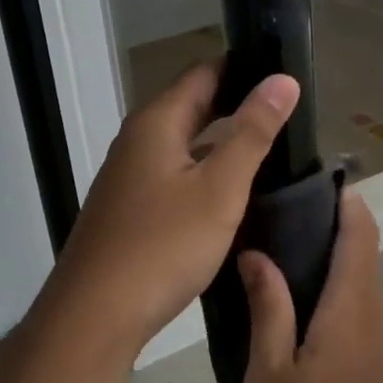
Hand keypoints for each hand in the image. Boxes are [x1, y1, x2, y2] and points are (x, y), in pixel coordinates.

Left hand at [32, 60, 300, 359]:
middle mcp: (137, 140)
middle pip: (191, 106)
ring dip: (220, 140)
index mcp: (156, 122)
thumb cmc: (163, 245)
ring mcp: (128, 176)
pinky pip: (173, 173)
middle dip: (235, 104)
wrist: (96, 314)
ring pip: (183, 143)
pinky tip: (229, 191)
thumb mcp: (220, 187)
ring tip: (267, 148)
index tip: (284, 75)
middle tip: (285, 113)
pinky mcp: (129, 208)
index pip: (204, 73)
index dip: (244, 68)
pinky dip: (204, 170)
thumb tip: (282, 80)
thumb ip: (252, 132)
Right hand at [240, 192, 382, 382]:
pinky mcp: (379, 360)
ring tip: (279, 250)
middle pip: (364, 248)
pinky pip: (361, 303)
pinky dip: (337, 285)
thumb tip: (257, 253)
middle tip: (276, 215)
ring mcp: (382, 338)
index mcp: (351, 306)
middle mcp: (376, 312)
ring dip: (333, 255)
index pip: (360, 232)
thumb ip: (268, 308)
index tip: (306, 182)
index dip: (342, 200)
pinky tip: (298, 301)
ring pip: (363, 276)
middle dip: (331, 223)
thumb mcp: (270, 375)